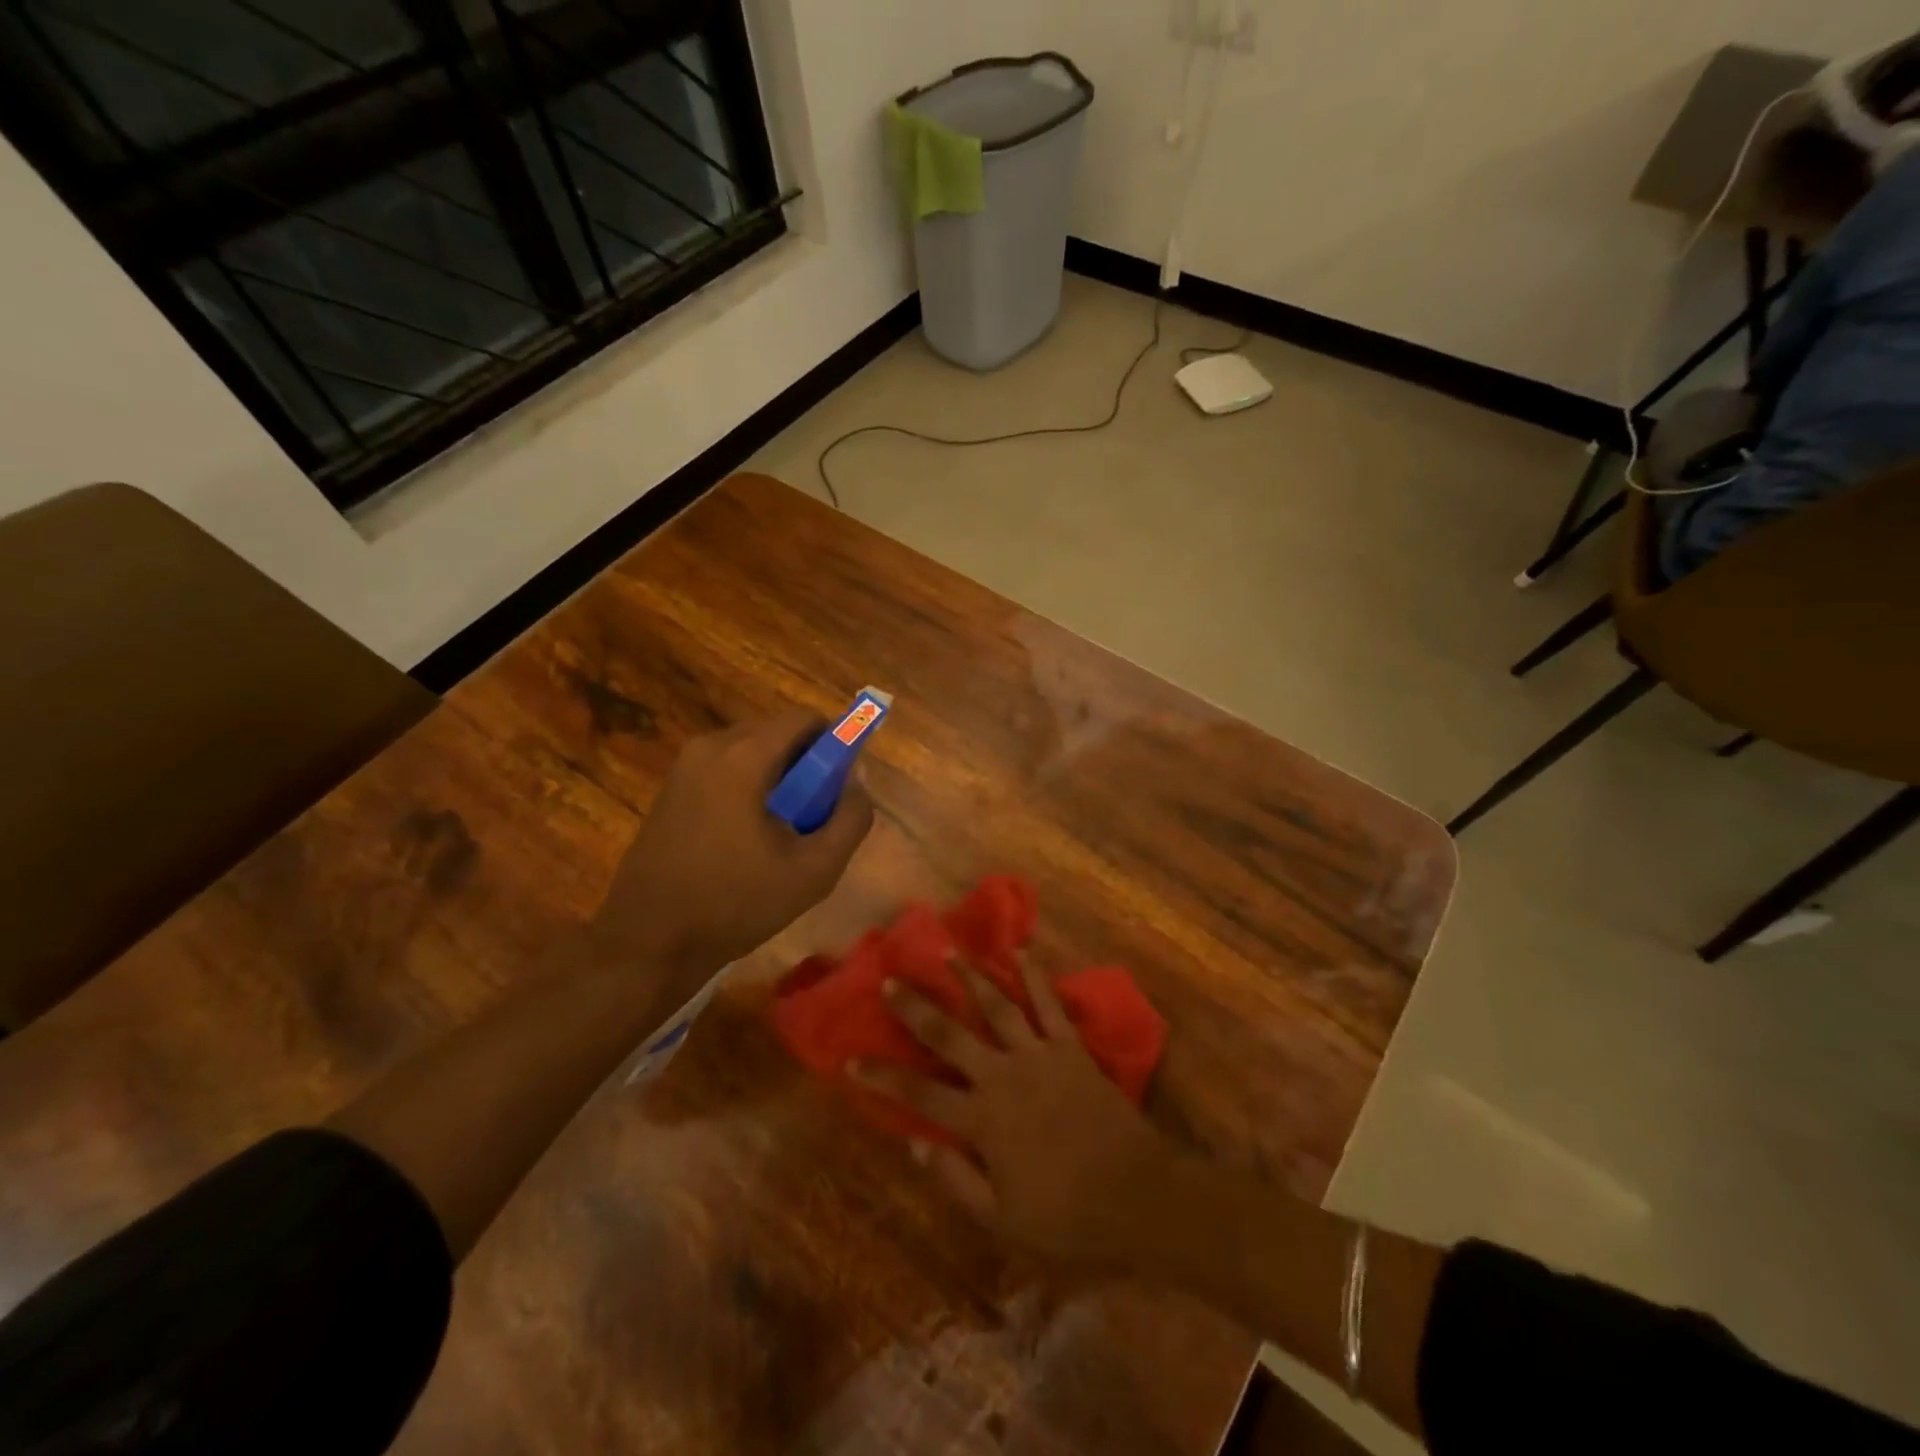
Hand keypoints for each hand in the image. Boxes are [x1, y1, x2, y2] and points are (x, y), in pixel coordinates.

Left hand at [591, 709, 873, 989]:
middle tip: (814, 815)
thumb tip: (858, 779)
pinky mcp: (670, 788)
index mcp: (744, 757)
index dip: (835, 743)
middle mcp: (710, 747)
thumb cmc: (736, 903)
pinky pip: (725, 770)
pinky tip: (746, 839)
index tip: (841, 784)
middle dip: (806, 765)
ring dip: (777, 779)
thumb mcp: (815, 870)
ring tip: (781, 833)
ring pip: (751, 752)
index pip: (804, 718)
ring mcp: (684, 767)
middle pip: (777, 733)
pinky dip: (748, 788)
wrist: (649, 942)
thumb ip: (851, 818)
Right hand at [852, 956, 1170, 1270]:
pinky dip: (1034, 976)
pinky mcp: (1071, 1047)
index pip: (919, 1095)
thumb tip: (914, 1143)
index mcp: (982, 1121)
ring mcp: (1039, 1055)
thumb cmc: (1067, 1217)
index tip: (849, 1059)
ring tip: (949, 952)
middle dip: (916, 1008)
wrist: (1138, 1197)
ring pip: (997, 1007)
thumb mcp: (1001, 1220)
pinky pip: (1049, 1004)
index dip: (882, 1078)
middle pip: (950, 1036)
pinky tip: (1020, 951)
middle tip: (891, 979)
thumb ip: (955, 1180)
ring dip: (971, 978)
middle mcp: (1003, 1076)